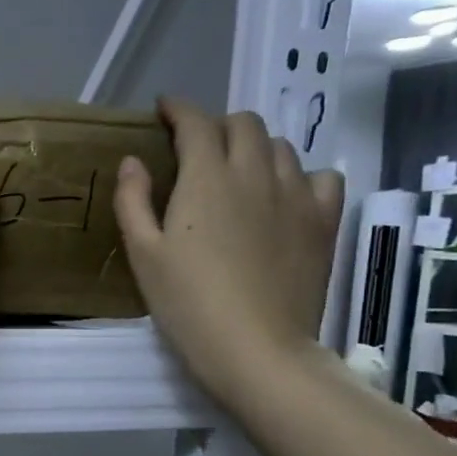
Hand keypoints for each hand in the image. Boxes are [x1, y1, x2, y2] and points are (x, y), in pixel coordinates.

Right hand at [114, 99, 343, 404]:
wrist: (256, 347)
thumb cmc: (187, 303)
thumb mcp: (143, 254)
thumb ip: (133, 201)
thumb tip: (133, 161)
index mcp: (206, 178)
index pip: (196, 123)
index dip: (178, 109)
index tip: (164, 108)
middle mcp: (256, 172)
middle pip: (244, 124)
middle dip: (217, 125)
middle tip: (198, 147)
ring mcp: (296, 194)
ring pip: (281, 146)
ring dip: (255, 147)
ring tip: (238, 170)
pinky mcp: (323, 220)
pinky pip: (320, 176)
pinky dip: (299, 174)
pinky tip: (285, 195)